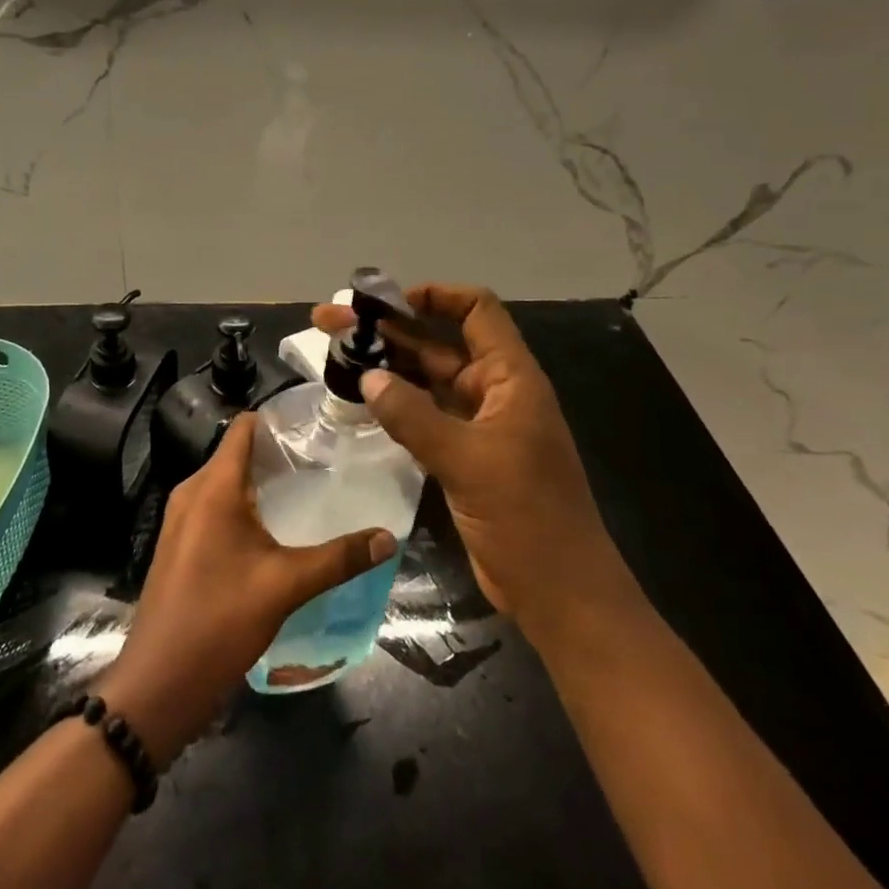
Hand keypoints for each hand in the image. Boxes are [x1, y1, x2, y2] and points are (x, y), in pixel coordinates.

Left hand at [99, 413, 395, 766]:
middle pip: (238, 453)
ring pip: (228, 483)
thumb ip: (338, 558)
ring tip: (310, 491)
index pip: (244, 427)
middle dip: (279, 454)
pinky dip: (247, 507)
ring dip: (264, 483)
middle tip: (327, 461)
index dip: (279, 419)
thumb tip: (388, 538)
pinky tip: (278, 530)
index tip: (319, 425)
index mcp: (213, 487)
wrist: (159, 683)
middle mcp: (192, 492)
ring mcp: (182, 520)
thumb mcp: (285, 586)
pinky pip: (217, 508)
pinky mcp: (181, 544)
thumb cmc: (219, 621)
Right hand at [313, 283, 640, 642]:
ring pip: (425, 380)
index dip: (433, 296)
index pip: (476, 312)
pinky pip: (423, 415)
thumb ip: (413, 416)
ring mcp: (477, 425)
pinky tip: (357, 399)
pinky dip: (393, 404)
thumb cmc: (526, 517)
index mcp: (510, 378)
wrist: (559, 592)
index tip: (382, 302)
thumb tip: (367, 378)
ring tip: (333, 355)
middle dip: (387, 330)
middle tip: (329, 322)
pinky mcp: (463, 455)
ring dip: (385, 366)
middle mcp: (493, 392)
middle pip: (437, 344)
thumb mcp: (467, 461)